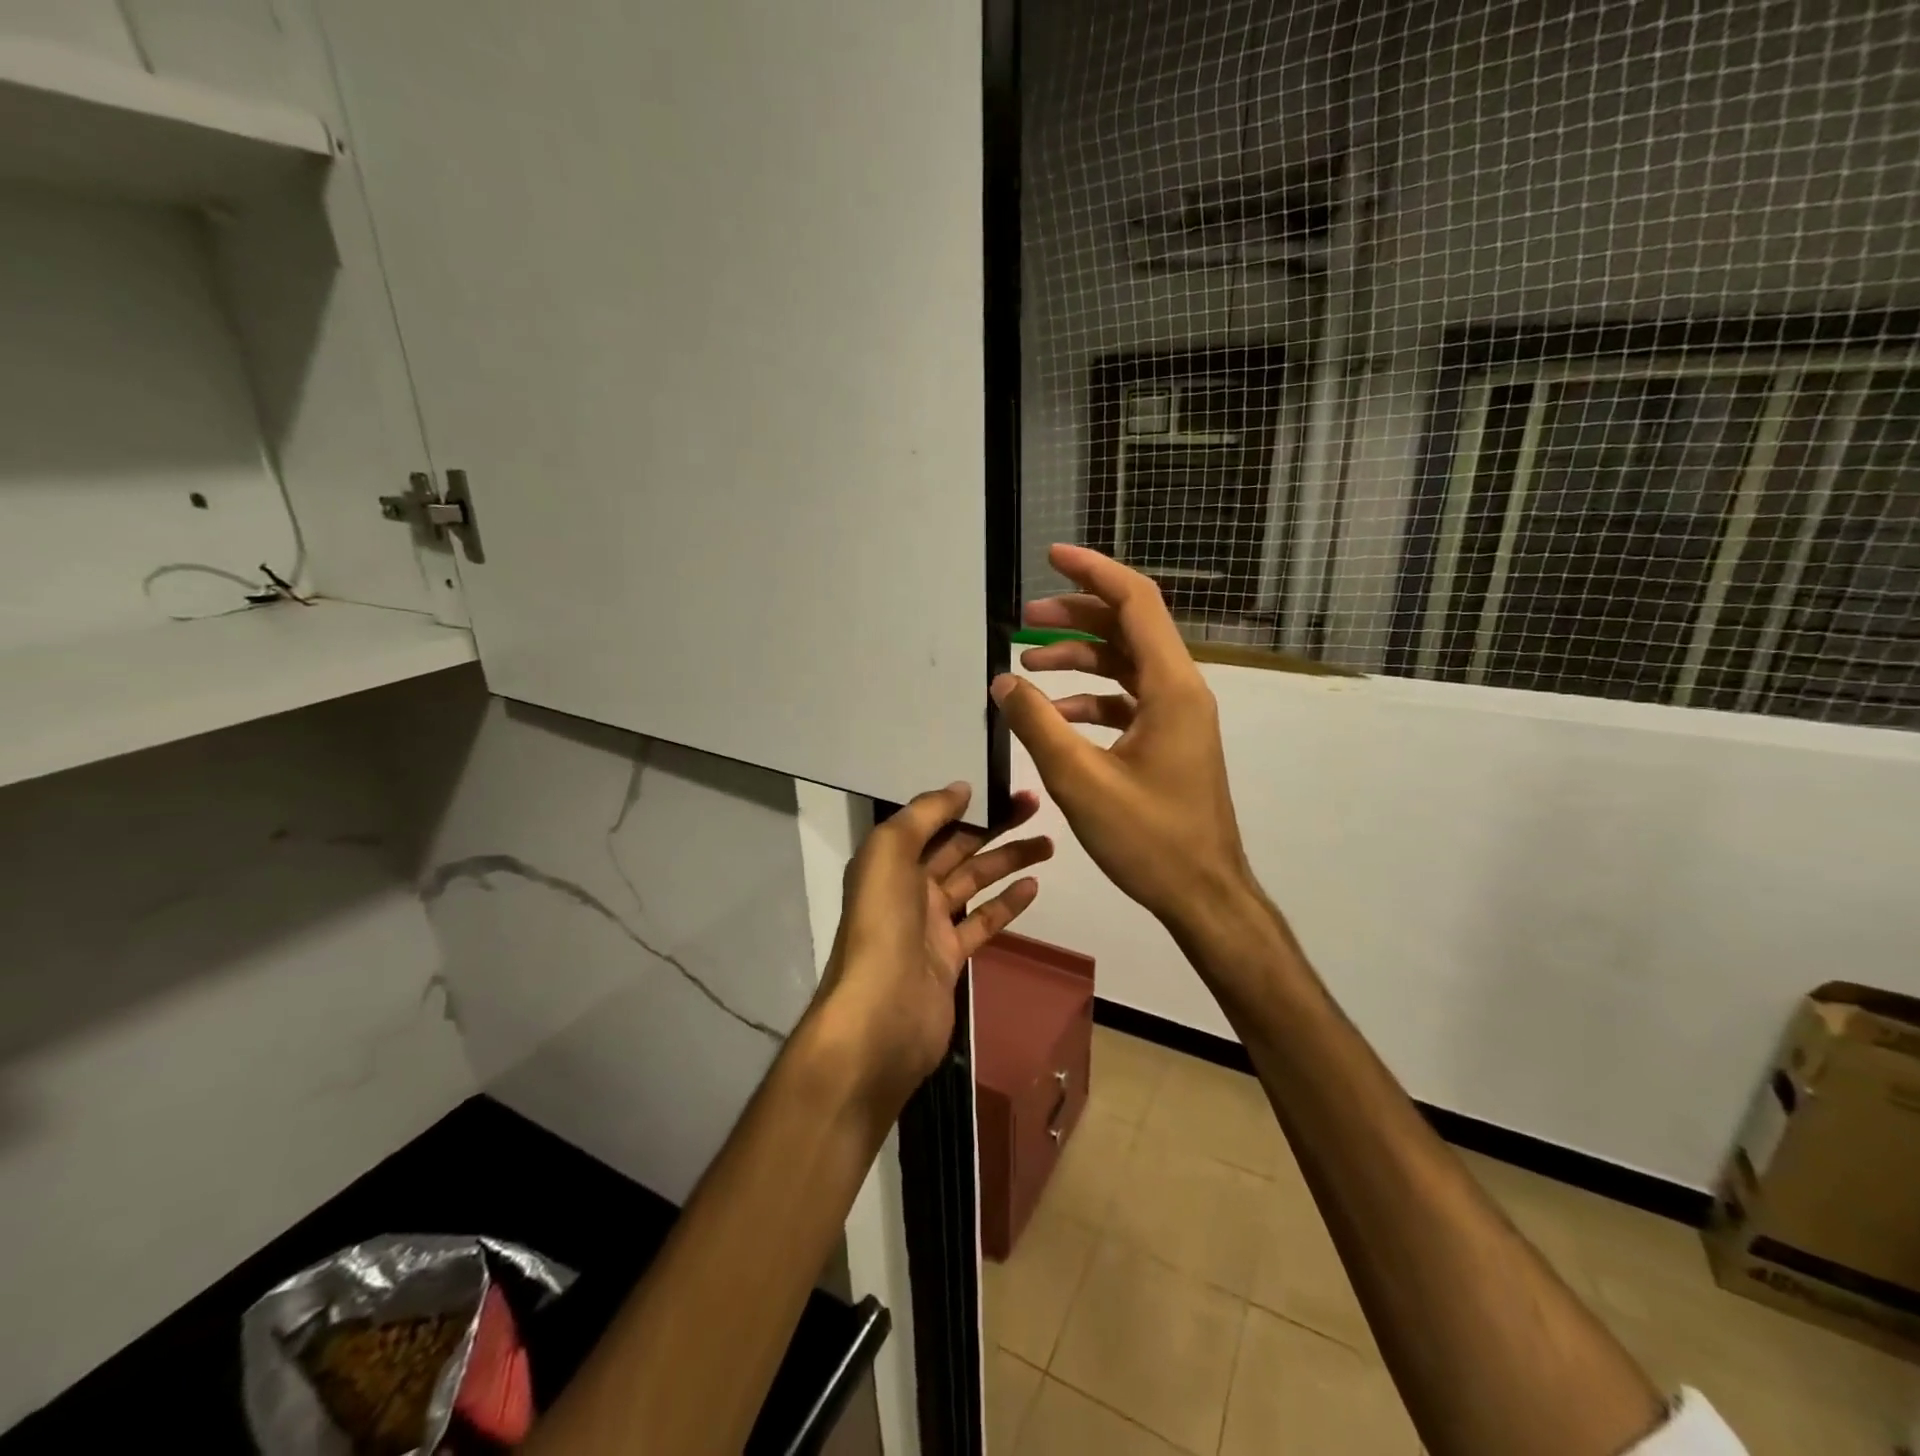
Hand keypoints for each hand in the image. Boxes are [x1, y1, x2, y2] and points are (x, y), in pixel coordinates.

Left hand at [815, 783, 1050, 1109]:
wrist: (882, 1015)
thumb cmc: (884, 924)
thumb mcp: (890, 852)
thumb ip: (924, 815)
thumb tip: (960, 788)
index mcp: (890, 861)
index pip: (932, 822)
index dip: (966, 803)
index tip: (1002, 788)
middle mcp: (908, 887)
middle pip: (958, 847)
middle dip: (995, 826)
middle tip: (1036, 807)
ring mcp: (930, 924)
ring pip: (974, 882)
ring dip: (1008, 861)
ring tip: (1048, 844)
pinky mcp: (950, 957)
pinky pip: (982, 922)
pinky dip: (1007, 904)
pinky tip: (1033, 886)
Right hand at [991, 544, 1251, 935]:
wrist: (1203, 895)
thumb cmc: (1149, 839)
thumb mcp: (1081, 780)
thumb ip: (1037, 725)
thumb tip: (1002, 682)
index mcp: (1171, 687)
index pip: (1135, 602)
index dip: (1093, 572)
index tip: (1052, 556)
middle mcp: (1181, 691)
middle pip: (1128, 629)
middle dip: (1075, 617)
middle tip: (1024, 619)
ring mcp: (1177, 718)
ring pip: (1125, 666)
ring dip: (1078, 660)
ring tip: (1027, 667)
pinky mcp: (1168, 743)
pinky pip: (1126, 702)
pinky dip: (1090, 700)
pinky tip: (1053, 717)